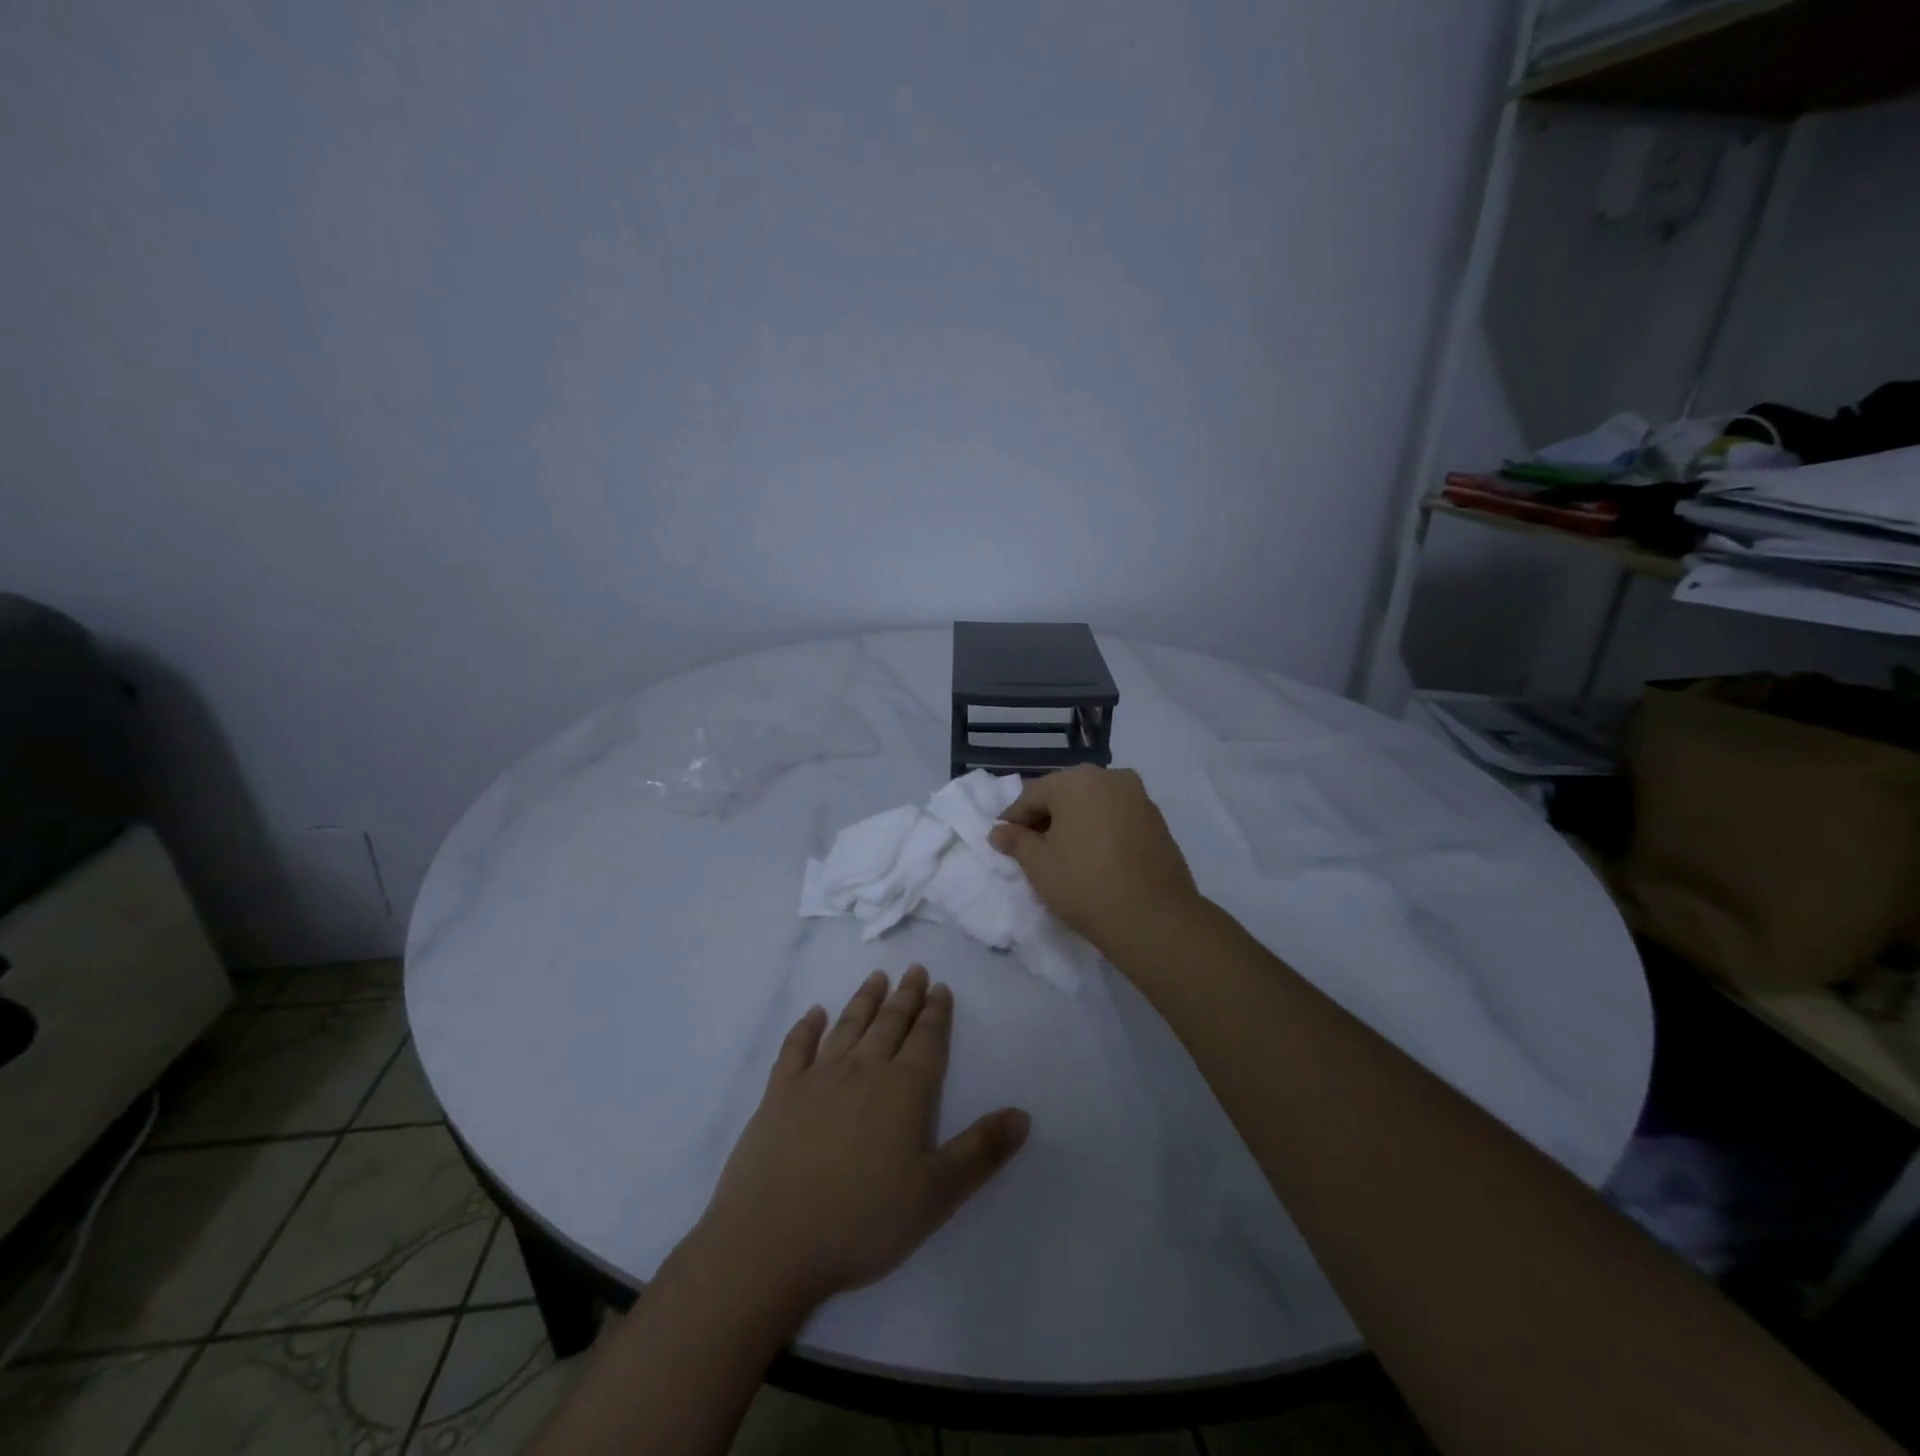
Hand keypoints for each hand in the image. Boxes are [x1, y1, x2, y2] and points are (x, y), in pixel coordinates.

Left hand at [695, 966, 1030, 1313]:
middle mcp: (862, 1070)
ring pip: (848, 1026)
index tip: (940, 987)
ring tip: (877, 977)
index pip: (926, 1040)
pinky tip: (814, 1014)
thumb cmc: (861, 1221)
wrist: (771, 1241)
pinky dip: (806, 1027)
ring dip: (864, 999)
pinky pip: (796, 1048)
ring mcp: (817, 1077)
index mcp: (903, 1091)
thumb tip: (1022, 1114)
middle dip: (906, 996)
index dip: (936, 1013)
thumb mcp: (936, 1195)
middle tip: (915, 970)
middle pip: (889, 1023)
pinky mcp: (779, 1093)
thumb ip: (981, 1152)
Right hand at [987, 765, 1203, 959]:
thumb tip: (998, 831)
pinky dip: (1100, 829)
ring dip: (1074, 822)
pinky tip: (1093, 856)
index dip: (1014, 819)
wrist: (1153, 918)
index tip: (1002, 841)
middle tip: (1031, 848)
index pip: (1032, 795)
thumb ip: (1015, 841)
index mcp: (1076, 780)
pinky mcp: (1157, 819)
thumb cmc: (1084, 884)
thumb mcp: (1039, 865)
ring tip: (1063, 854)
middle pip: (1065, 794)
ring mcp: (1138, 796)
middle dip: (1046, 818)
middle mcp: (1110, 777)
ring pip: (1093, 803)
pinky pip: (1116, 816)